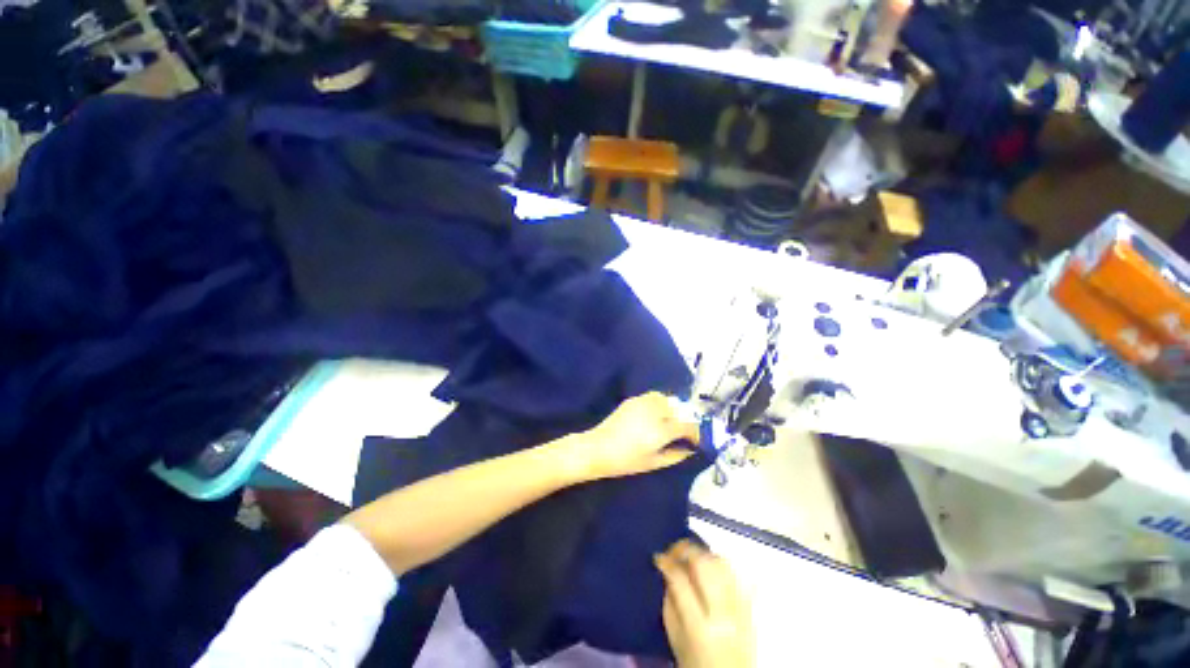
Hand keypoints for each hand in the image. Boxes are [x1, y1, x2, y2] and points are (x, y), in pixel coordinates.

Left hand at [572, 392, 698, 480]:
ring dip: (672, 409)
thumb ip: (676, 455)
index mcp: (661, 430)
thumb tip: (691, 449)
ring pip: (666, 399)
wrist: (598, 448)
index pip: (688, 426)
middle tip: (682, 433)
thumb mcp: (654, 463)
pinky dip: (660, 403)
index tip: (696, 441)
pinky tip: (655, 415)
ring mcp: (643, 402)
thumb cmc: (626, 461)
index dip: (696, 433)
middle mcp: (655, 412)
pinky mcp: (633, 400)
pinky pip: (653, 397)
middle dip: (684, 420)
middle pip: (679, 409)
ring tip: (669, 421)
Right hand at [656, 540, 754, 667]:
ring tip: (692, 557)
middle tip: (675, 551)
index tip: (659, 558)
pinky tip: (712, 567)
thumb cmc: (696, 662)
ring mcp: (740, 609)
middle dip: (686, 550)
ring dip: (704, 554)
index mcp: (698, 625)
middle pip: (705, 564)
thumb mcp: (674, 637)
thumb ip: (670, 602)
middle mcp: (723, 613)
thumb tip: (667, 571)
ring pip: (723, 563)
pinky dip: (724, 565)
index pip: (680, 580)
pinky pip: (739, 574)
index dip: (666, 562)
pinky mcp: (752, 607)